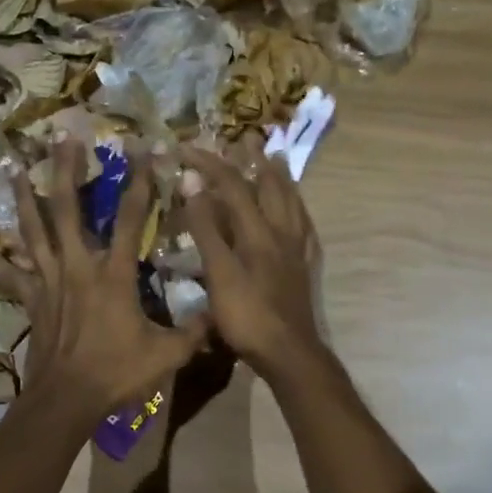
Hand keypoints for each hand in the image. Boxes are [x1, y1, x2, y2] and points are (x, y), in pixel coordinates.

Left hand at [0, 139, 208, 421]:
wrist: (67, 400)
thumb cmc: (117, 373)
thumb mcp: (167, 353)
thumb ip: (194, 330)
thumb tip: (220, 313)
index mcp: (113, 275)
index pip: (131, 218)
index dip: (140, 182)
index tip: (144, 149)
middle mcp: (78, 267)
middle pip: (67, 209)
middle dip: (64, 170)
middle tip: (61, 136)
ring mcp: (49, 282)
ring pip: (32, 231)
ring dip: (22, 197)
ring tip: (12, 165)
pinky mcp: (32, 300)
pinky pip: (11, 274)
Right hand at [181, 146, 323, 381]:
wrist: (288, 353)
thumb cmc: (247, 316)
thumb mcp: (219, 272)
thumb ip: (206, 228)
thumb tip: (193, 182)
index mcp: (258, 231)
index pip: (233, 186)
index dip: (209, 163)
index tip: (186, 148)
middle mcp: (281, 233)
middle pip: (271, 187)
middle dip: (255, 160)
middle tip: (246, 139)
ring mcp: (296, 250)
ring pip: (292, 203)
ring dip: (281, 179)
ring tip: (276, 161)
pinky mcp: (303, 268)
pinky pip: (304, 228)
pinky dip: (298, 211)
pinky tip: (297, 214)